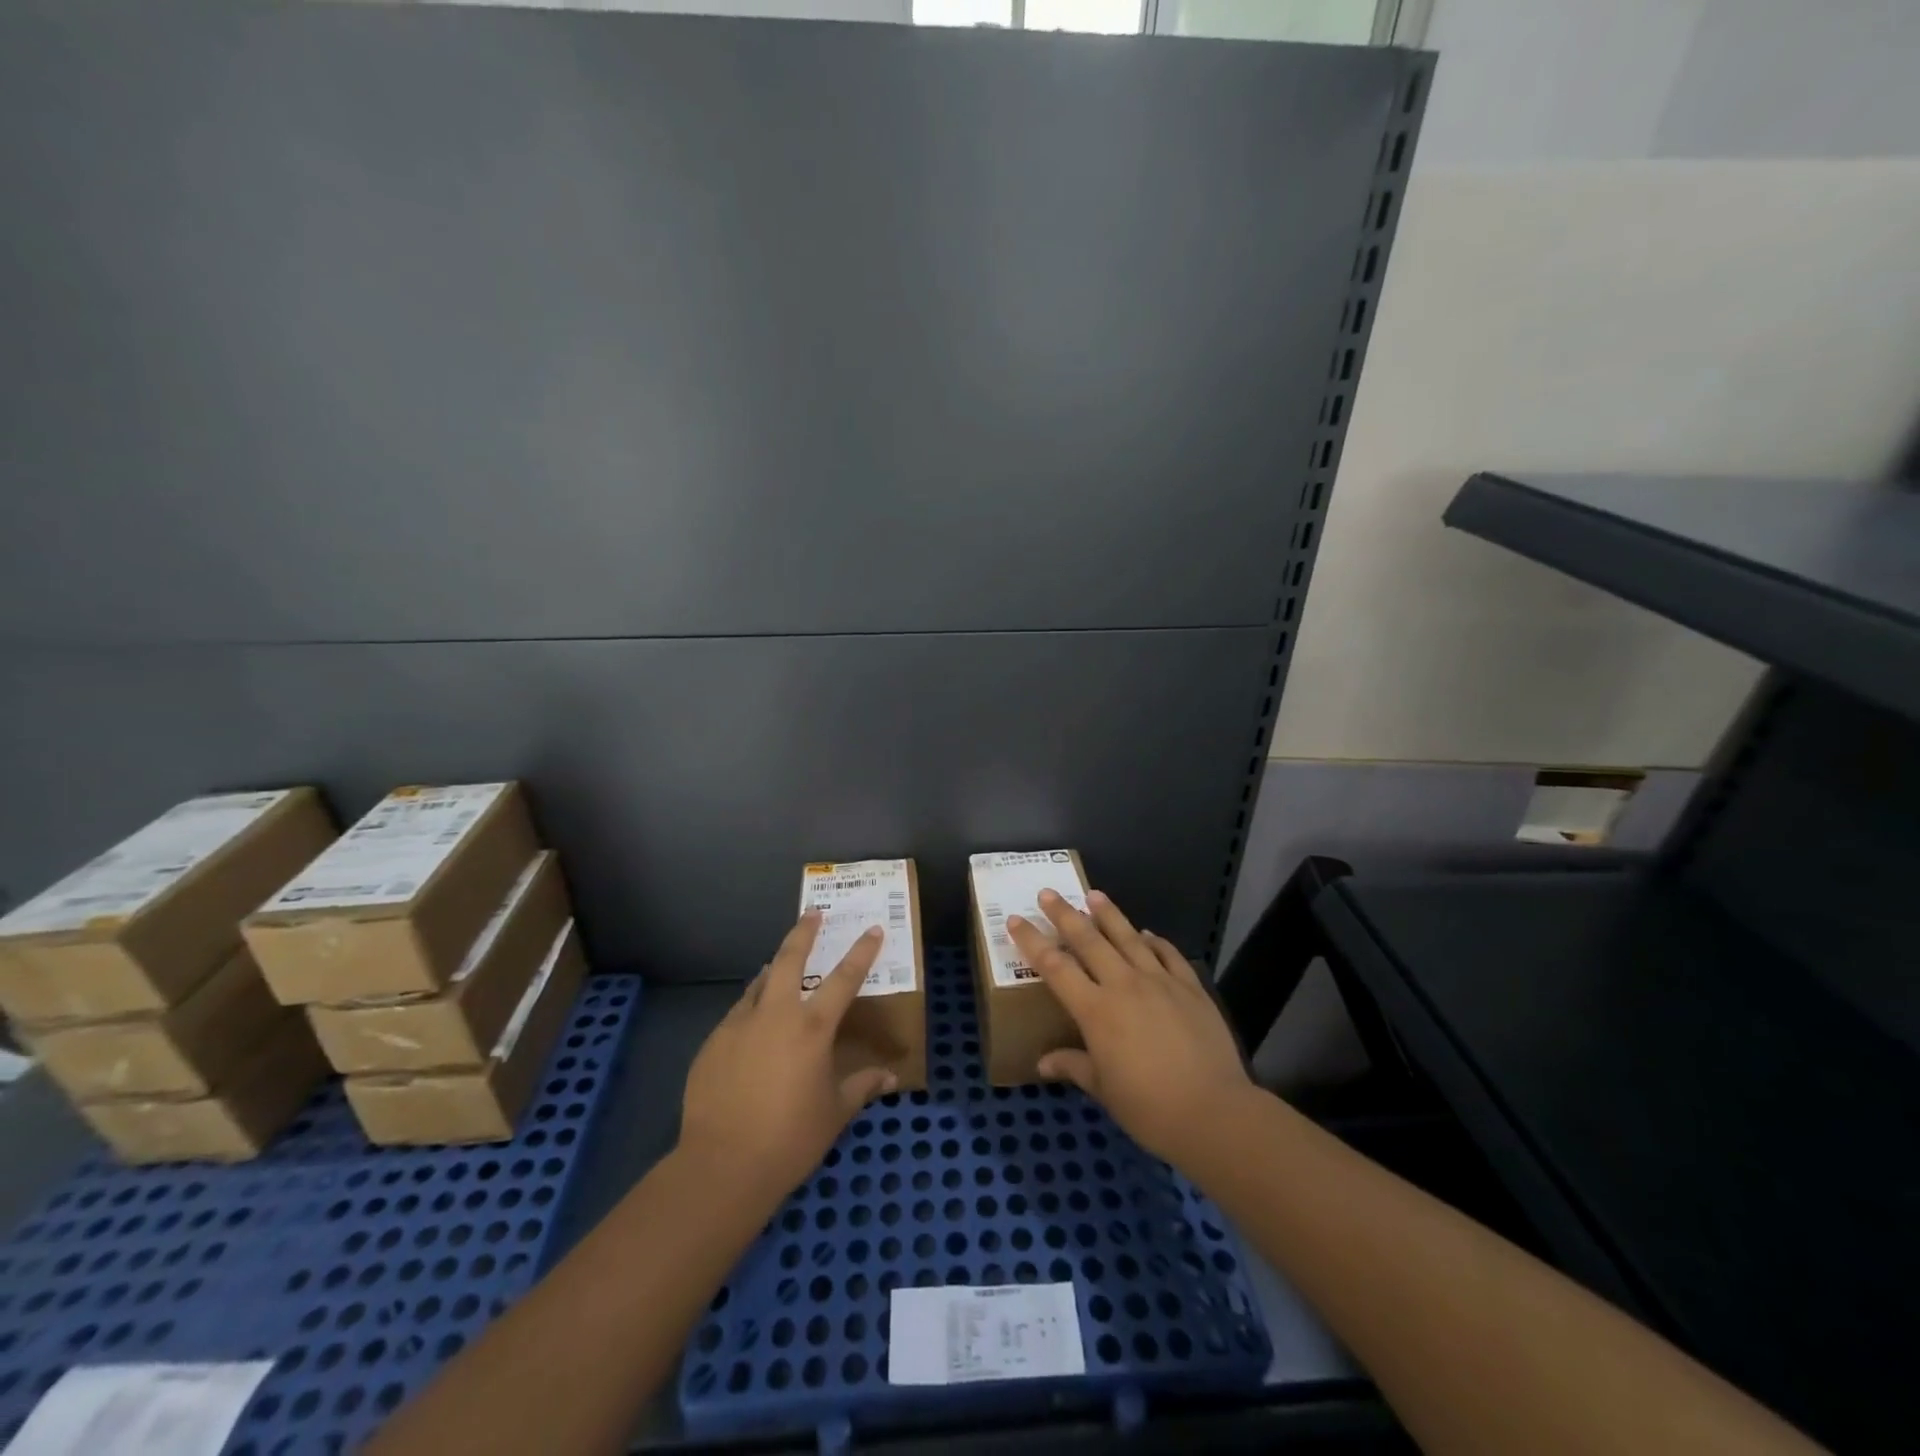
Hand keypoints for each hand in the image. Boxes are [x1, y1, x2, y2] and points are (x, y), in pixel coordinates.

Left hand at [678, 912, 898, 1208]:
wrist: (722, 1165)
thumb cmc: (790, 1140)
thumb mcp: (834, 1114)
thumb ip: (862, 1086)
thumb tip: (891, 1076)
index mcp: (812, 1028)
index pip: (844, 978)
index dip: (861, 952)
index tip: (872, 930)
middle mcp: (776, 1014)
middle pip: (790, 959)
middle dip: (803, 933)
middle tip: (812, 914)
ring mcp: (739, 1025)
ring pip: (759, 983)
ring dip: (774, 970)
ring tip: (779, 966)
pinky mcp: (713, 1042)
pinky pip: (738, 1013)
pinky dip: (751, 1007)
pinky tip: (752, 1023)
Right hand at [1006, 890, 1253, 1164]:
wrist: (1213, 1111)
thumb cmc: (1149, 1107)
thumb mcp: (1103, 1090)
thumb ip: (1073, 1066)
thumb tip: (1043, 1063)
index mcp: (1096, 1011)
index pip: (1055, 967)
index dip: (1033, 941)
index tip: (1016, 919)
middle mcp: (1124, 985)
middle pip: (1088, 940)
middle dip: (1065, 914)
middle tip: (1049, 893)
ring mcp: (1160, 981)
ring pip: (1128, 937)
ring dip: (1109, 914)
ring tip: (1094, 894)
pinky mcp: (1190, 987)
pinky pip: (1168, 954)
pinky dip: (1155, 941)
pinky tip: (1148, 934)